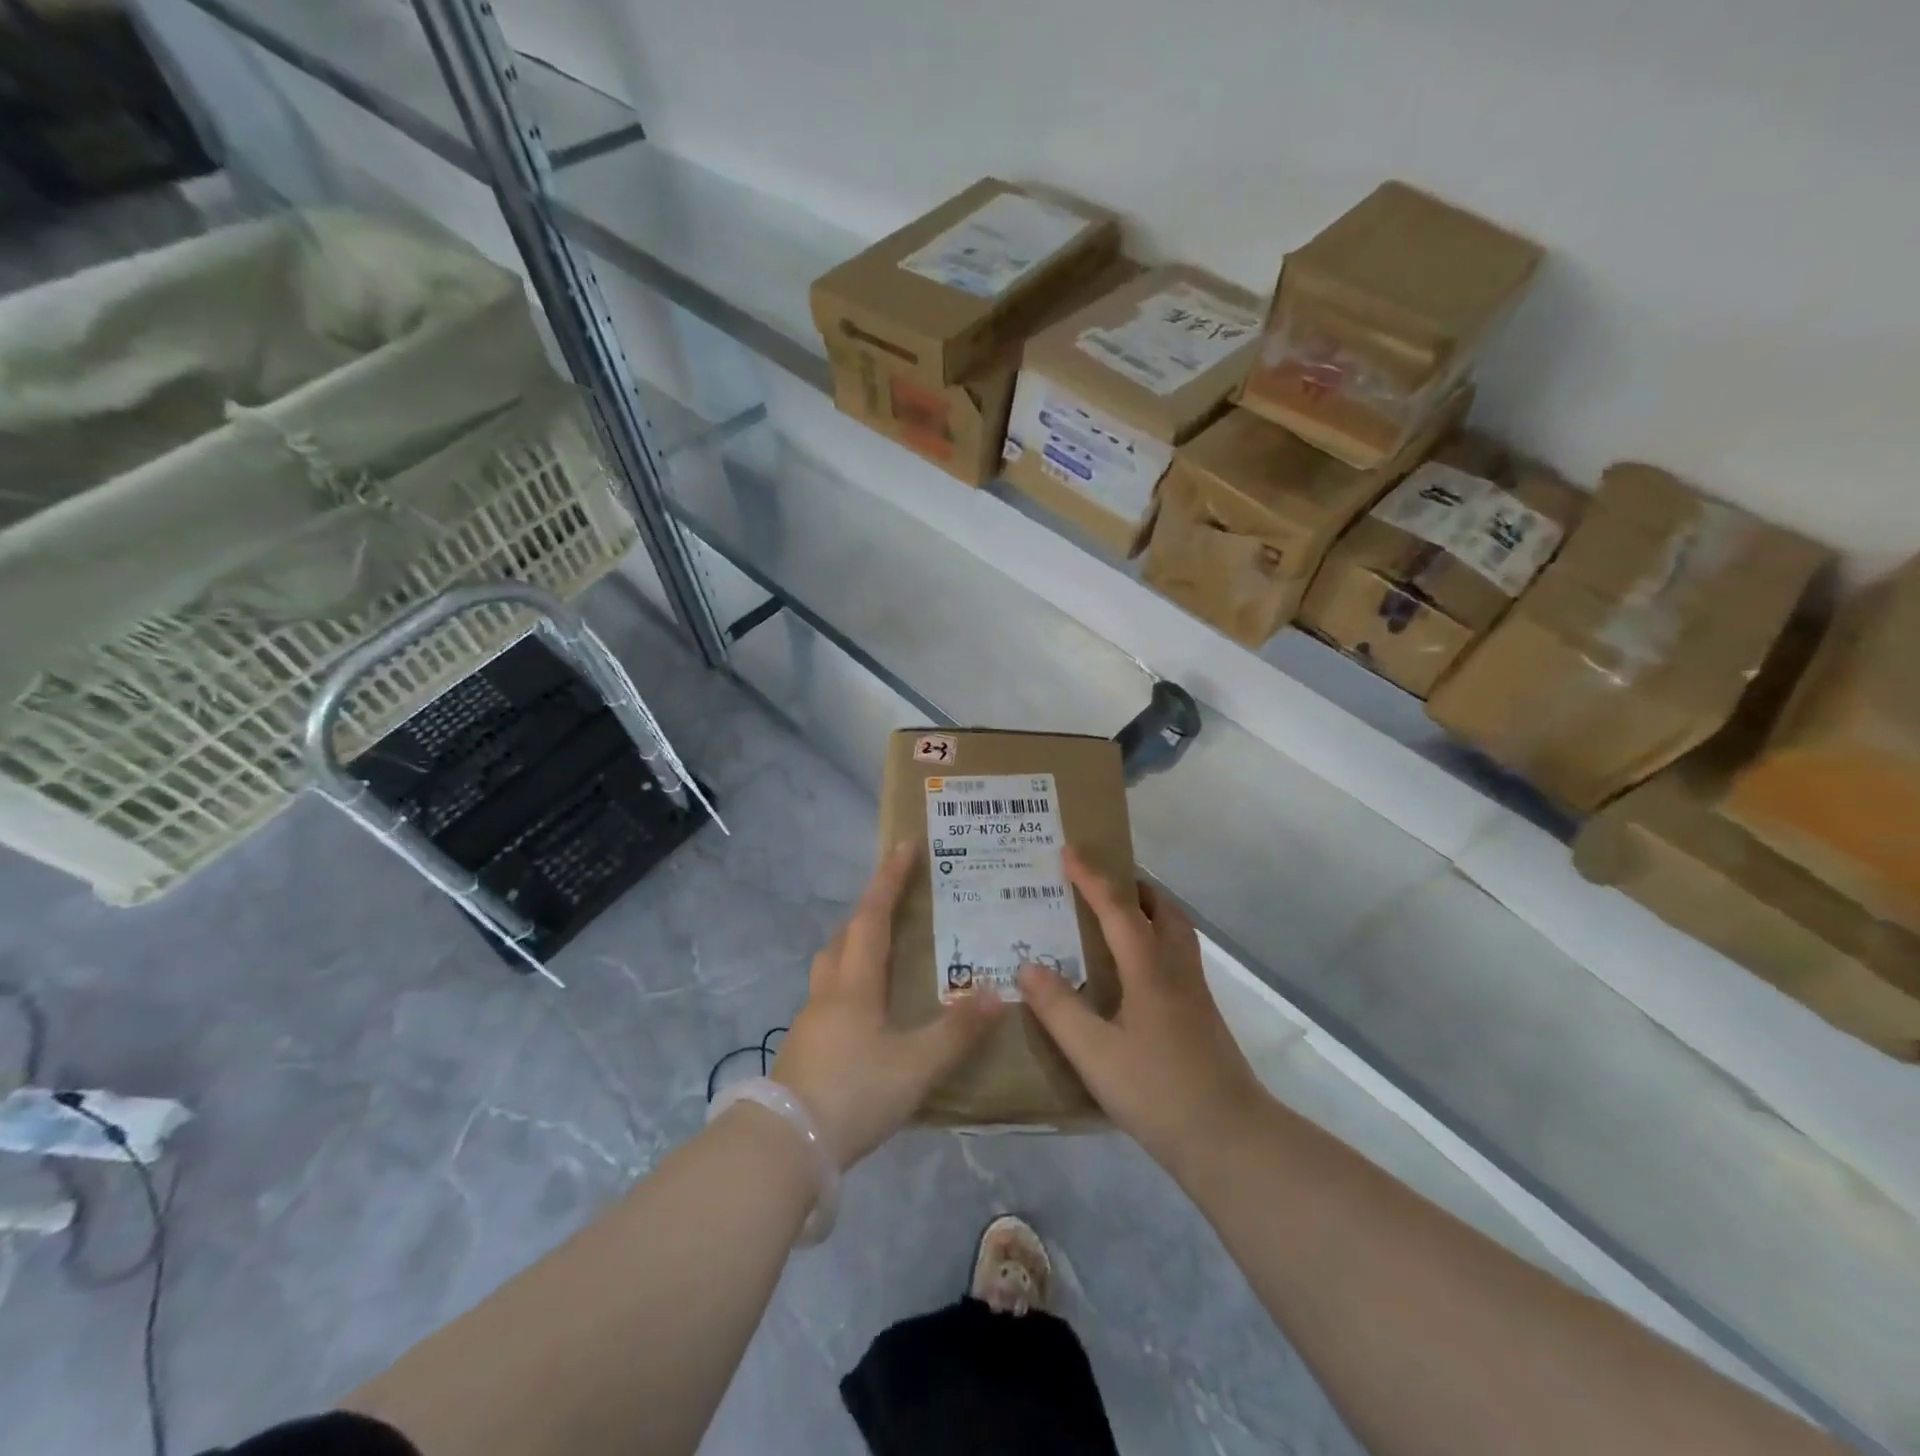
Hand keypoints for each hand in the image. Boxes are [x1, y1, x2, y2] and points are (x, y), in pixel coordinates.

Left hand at [772, 840, 1001, 1167]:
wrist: (784, 1148)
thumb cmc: (853, 1094)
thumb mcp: (915, 1066)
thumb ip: (957, 1032)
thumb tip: (995, 992)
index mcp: (855, 984)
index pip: (872, 917)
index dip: (889, 880)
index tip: (904, 846)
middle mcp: (829, 992)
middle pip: (846, 935)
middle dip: (871, 909)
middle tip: (898, 898)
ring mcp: (812, 1020)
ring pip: (833, 965)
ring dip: (855, 944)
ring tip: (884, 949)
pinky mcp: (806, 1047)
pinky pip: (831, 995)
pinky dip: (851, 982)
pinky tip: (869, 1010)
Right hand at [1018, 849, 1265, 1169]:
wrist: (1231, 1138)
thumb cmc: (1158, 1092)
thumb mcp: (1095, 1054)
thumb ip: (1059, 1008)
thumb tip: (1026, 966)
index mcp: (1149, 969)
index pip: (1118, 908)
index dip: (1091, 877)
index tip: (1067, 851)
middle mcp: (1175, 967)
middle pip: (1159, 907)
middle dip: (1128, 884)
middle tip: (1093, 881)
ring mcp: (1193, 989)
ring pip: (1173, 928)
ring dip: (1145, 908)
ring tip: (1110, 915)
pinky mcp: (1199, 1011)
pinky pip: (1174, 952)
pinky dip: (1151, 936)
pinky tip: (1130, 967)